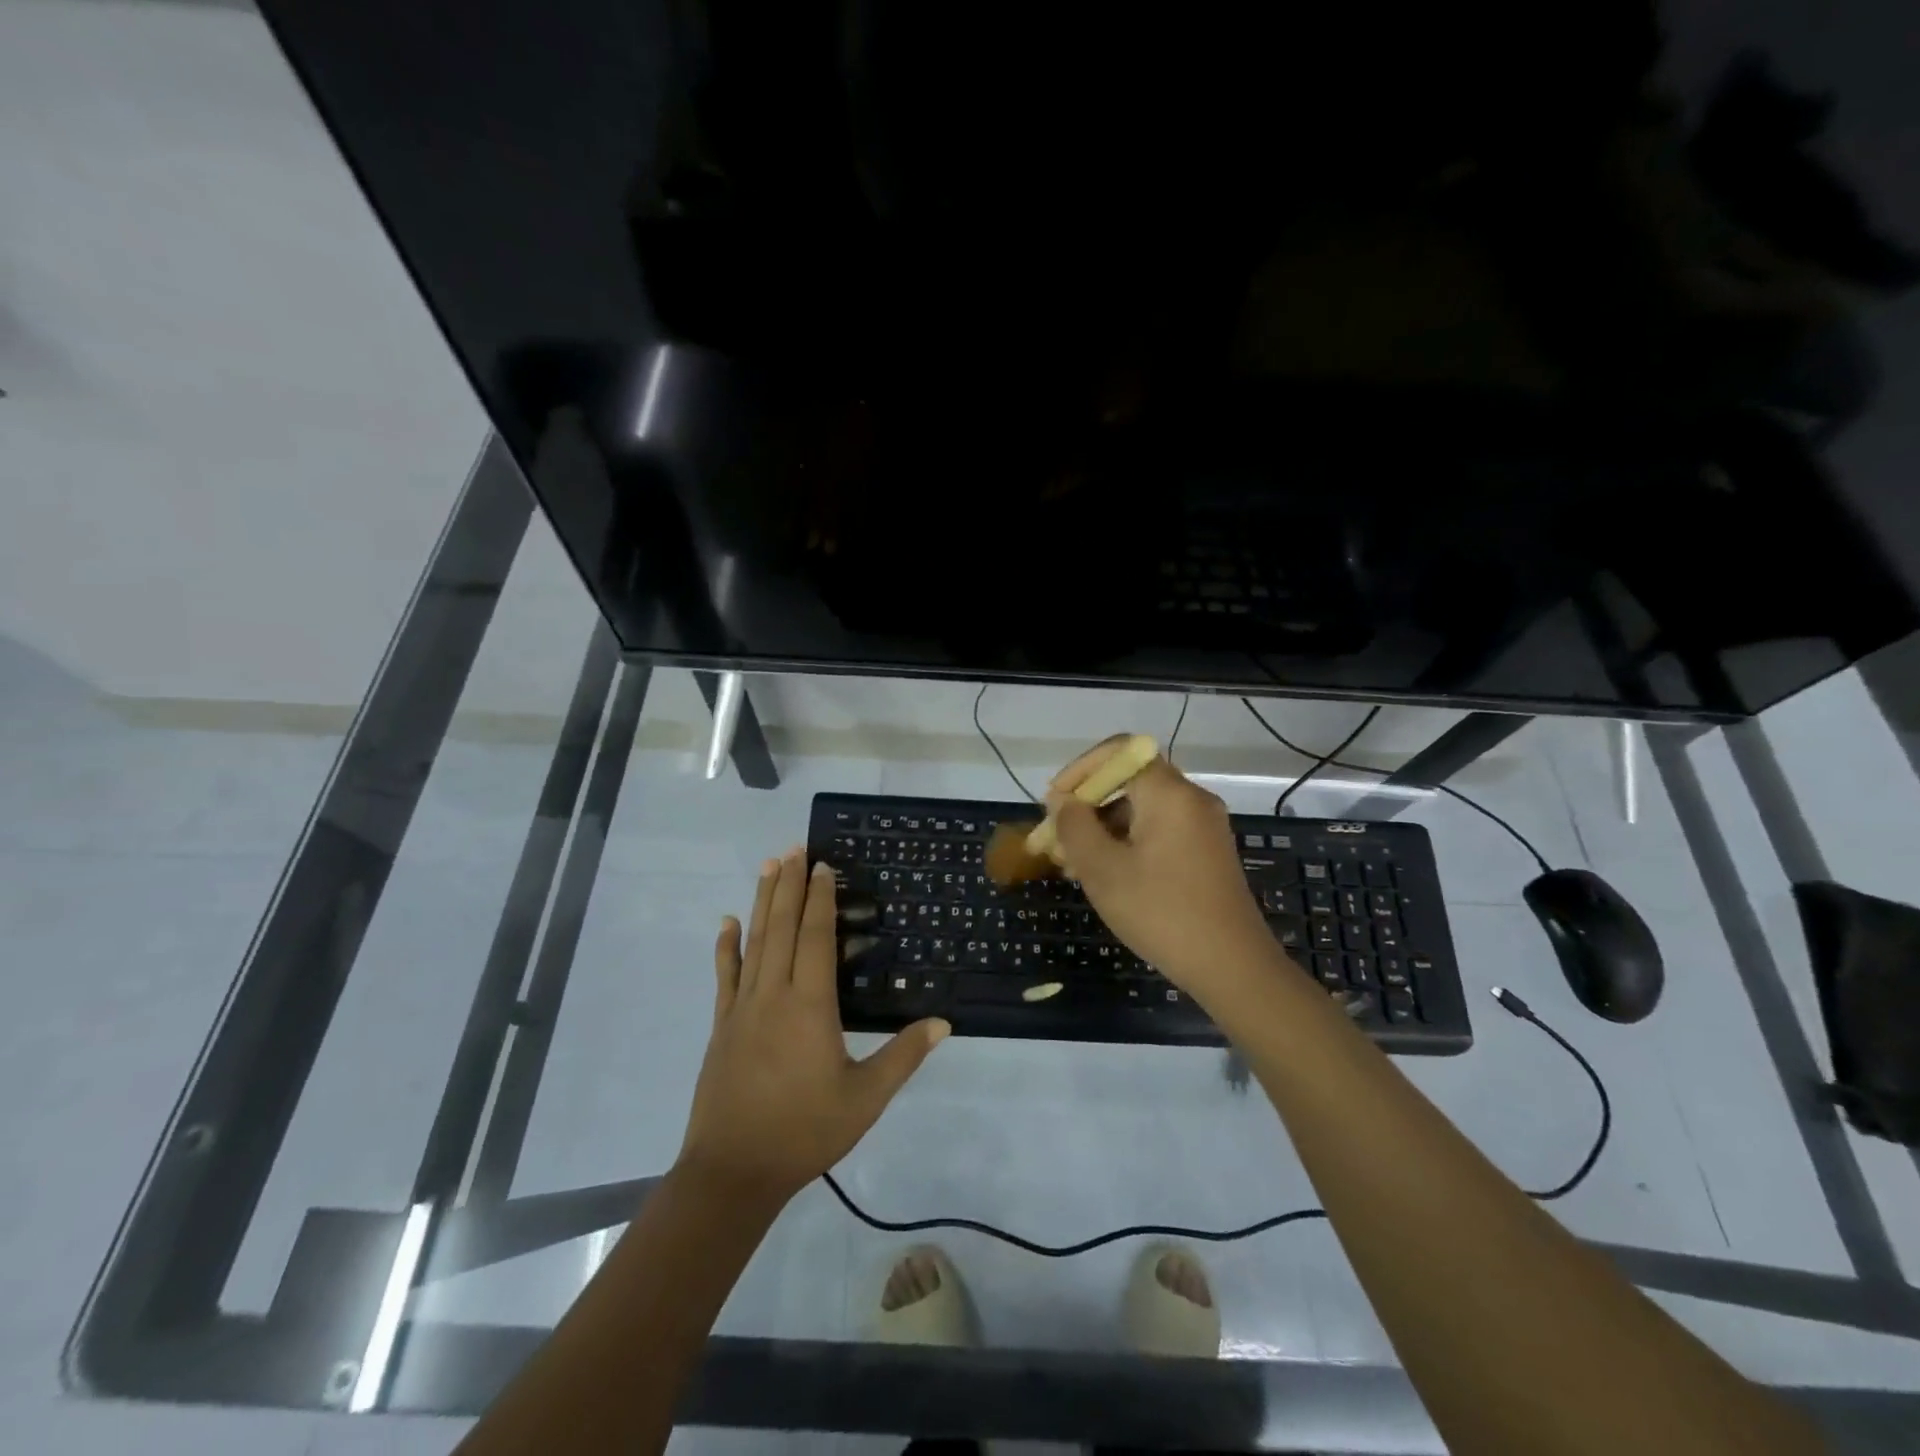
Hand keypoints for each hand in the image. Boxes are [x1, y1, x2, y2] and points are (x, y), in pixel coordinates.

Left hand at [678, 848, 948, 1204]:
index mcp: (810, 1006)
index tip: (823, 865)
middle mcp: (774, 994)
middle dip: (789, 884)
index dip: (820, 898)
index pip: (816, 937)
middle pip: (782, 927)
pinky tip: (727, 922)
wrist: (733, 1171)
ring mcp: (742, 1008)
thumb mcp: (865, 1099)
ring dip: (762, 901)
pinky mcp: (722, 1026)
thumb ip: (903, 1057)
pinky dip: (726, 946)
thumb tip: (943, 1022)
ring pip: (754, 941)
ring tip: (768, 866)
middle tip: (794, 848)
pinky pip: (724, 976)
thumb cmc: (805, 1132)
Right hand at [1046, 740, 1281, 996]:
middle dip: (1087, 804)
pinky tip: (1105, 873)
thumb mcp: (1103, 870)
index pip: (1118, 751)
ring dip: (1103, 826)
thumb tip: (1063, 802)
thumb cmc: (1161, 913)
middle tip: (1056, 837)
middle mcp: (1191, 799)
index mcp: (1169, 793)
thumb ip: (1075, 827)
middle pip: (1129, 780)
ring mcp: (1203, 826)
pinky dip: (1127, 840)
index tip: (1054, 803)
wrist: (1232, 967)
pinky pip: (1158, 829)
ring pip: (1142, 808)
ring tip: (1072, 862)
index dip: (1079, 770)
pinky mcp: (1207, 852)